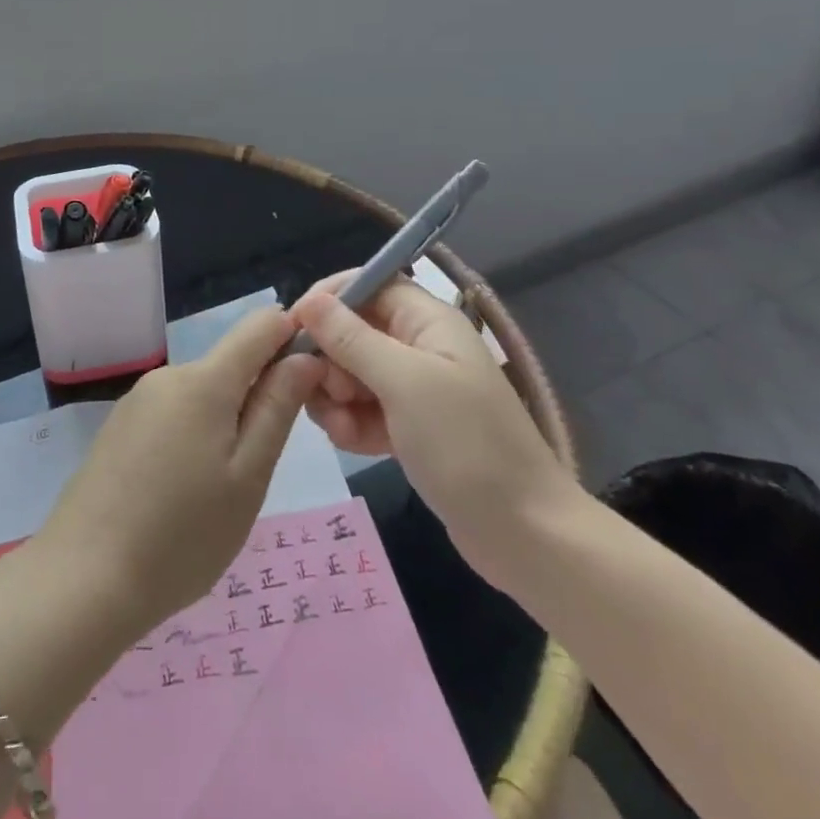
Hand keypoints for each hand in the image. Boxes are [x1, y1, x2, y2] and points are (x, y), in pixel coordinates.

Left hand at [36, 307, 323, 637]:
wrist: (83, 579)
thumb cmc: (182, 536)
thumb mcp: (248, 477)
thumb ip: (277, 408)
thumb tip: (304, 356)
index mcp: (205, 379)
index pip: (261, 324)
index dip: (292, 339)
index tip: (308, 386)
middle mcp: (168, 375)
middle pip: (230, 363)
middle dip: (257, 398)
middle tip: (259, 469)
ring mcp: (138, 400)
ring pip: (202, 394)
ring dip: (224, 424)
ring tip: (217, 492)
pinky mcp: (119, 426)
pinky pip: (173, 414)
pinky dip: (192, 439)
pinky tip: (181, 493)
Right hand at [288, 273, 581, 578]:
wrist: (524, 534)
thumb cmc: (466, 445)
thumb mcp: (403, 383)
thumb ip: (351, 339)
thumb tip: (309, 302)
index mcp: (429, 321)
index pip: (369, 284)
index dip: (331, 298)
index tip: (296, 327)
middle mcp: (420, 346)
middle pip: (353, 330)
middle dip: (331, 359)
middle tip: (331, 393)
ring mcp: (415, 388)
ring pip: (351, 373)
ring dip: (336, 398)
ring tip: (344, 429)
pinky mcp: (409, 426)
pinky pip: (362, 409)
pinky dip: (352, 424)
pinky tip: (356, 446)